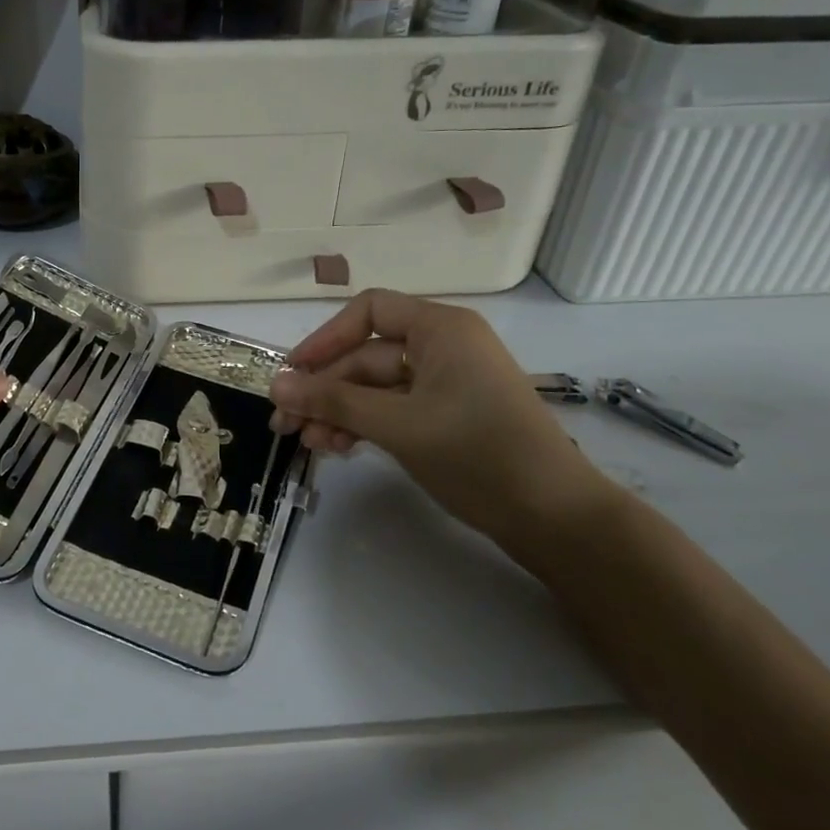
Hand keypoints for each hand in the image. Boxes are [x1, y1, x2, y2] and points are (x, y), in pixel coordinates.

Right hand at [268, 289, 615, 549]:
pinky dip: (363, 425)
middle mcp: (442, 347)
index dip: (325, 339)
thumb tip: (275, 385)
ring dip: (338, 412)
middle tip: (285, 424)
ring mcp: (445, 383)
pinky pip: (392, 409)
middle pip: (366, 356)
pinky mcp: (447, 416)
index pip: (368, 312)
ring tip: (308, 444)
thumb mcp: (397, 424)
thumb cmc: (477, 453)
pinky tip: (337, 448)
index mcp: (440, 329)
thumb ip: (333, 401)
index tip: (292, 374)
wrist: (554, 517)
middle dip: (324, 390)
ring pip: (375, 388)